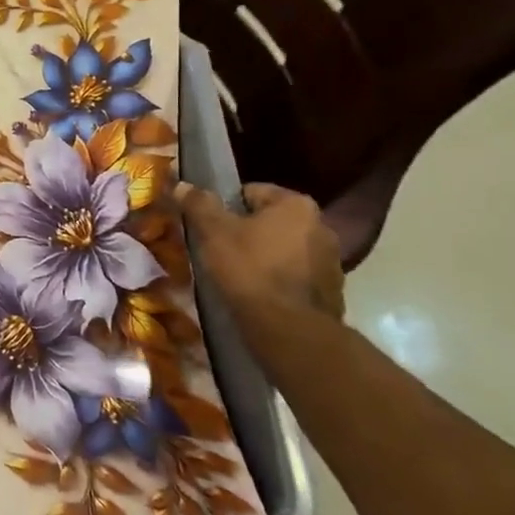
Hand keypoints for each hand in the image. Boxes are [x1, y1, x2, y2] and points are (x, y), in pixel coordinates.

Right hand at [176, 183, 346, 340]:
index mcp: (296, 204)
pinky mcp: (332, 291)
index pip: (251, 192)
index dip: (225, 208)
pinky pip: (295, 275)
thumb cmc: (250, 269)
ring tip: (238, 274)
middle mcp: (322, 226)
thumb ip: (198, 204)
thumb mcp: (214, 231)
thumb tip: (181, 184)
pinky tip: (259, 293)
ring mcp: (331, 261)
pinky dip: (278, 279)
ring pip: (284, 248)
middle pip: (270, 221)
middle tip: (220, 249)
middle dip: (247, 232)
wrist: (290, 330)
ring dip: (264, 256)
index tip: (211, 227)